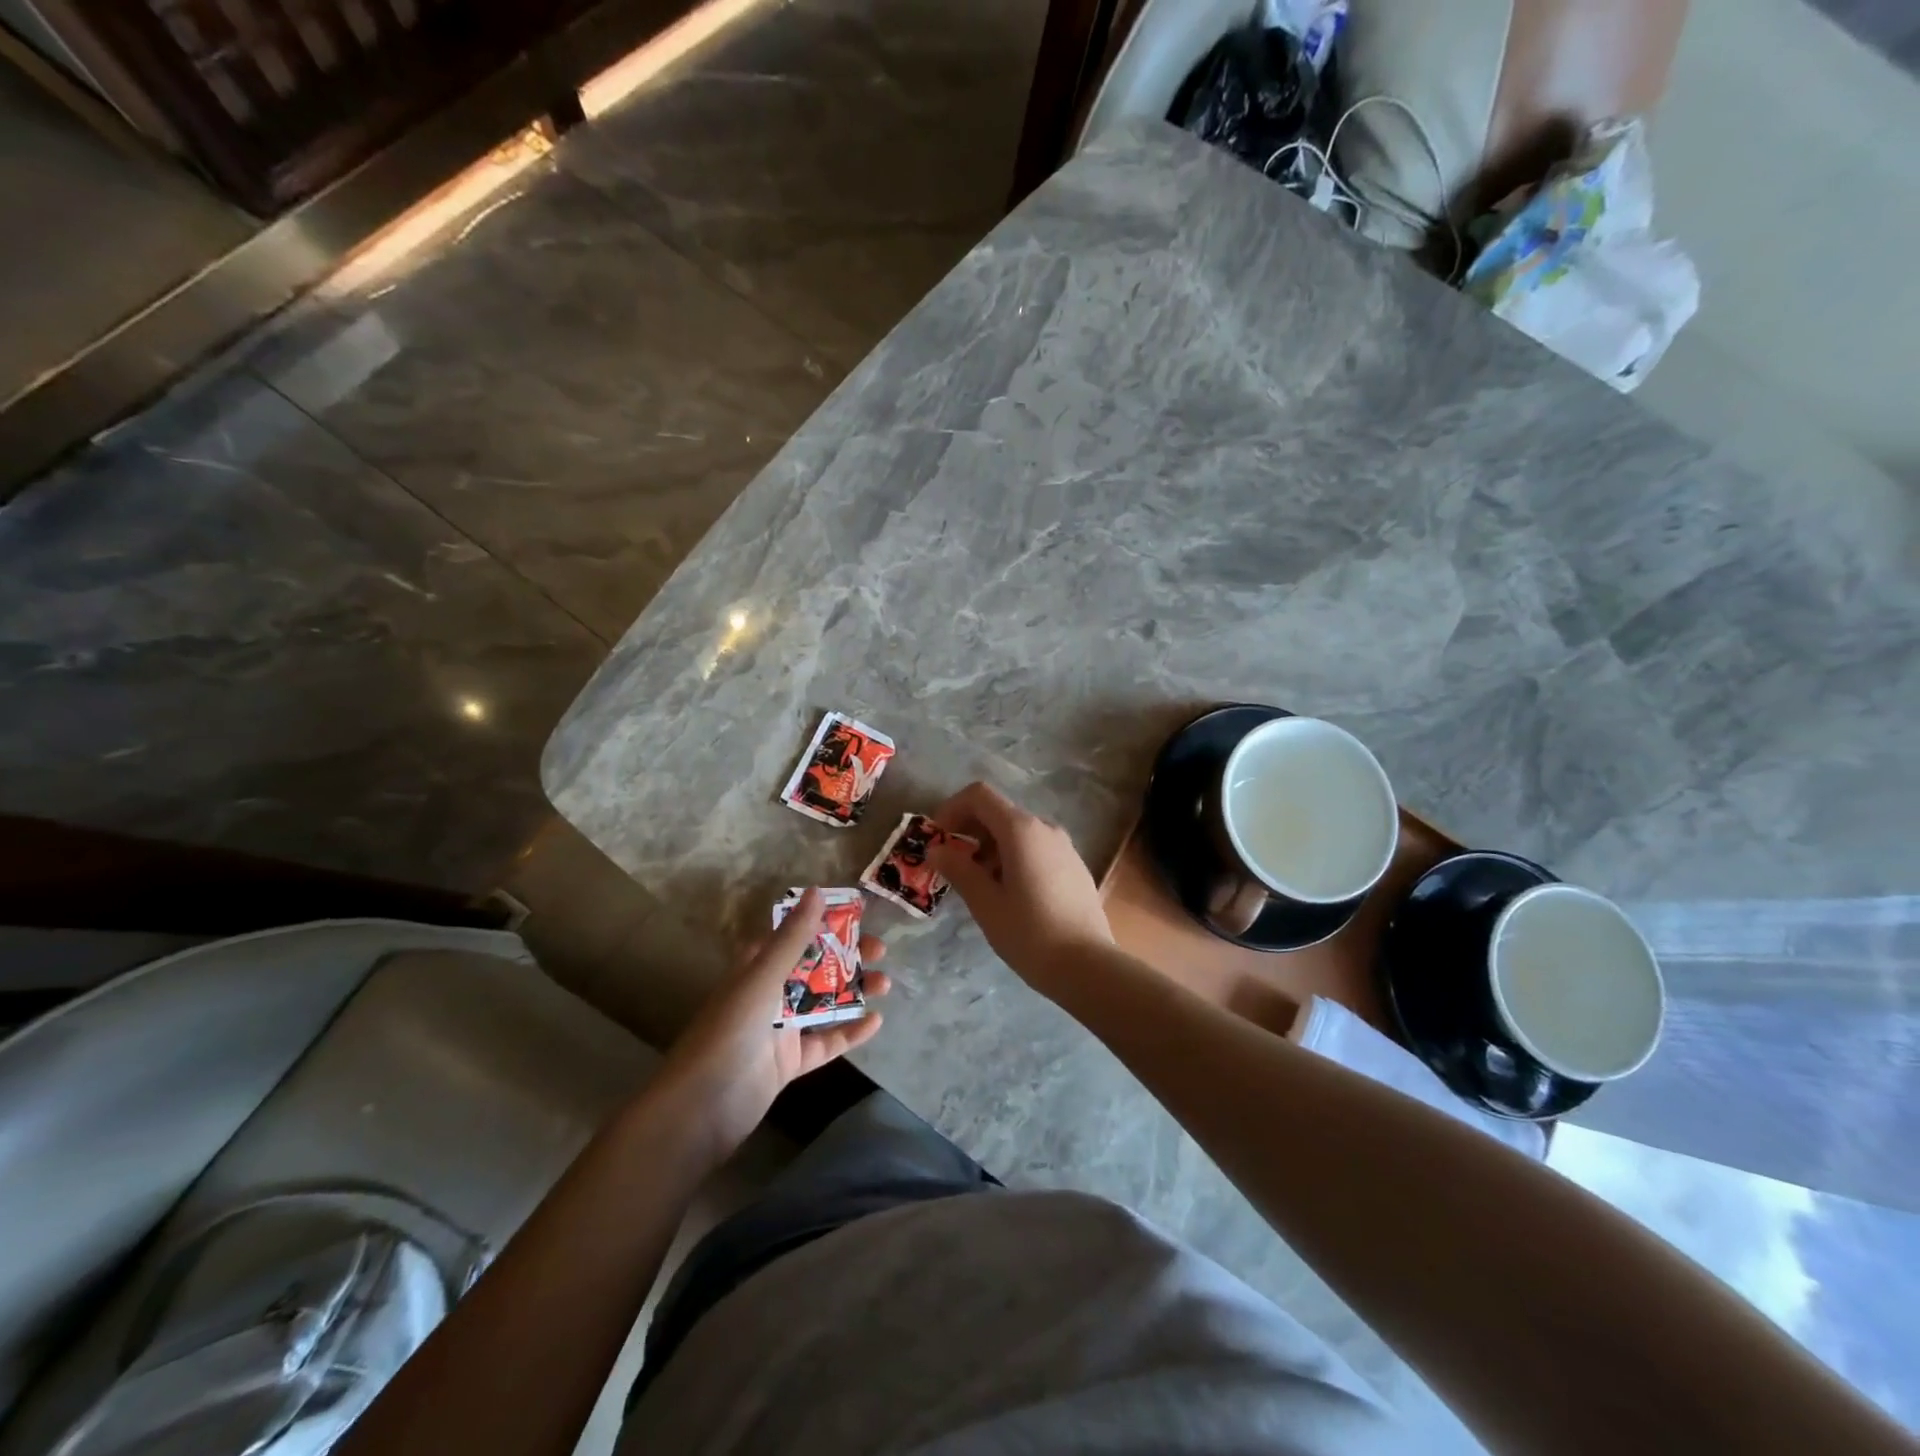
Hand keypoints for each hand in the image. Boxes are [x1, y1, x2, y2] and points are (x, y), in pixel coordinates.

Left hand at [659, 889, 890, 1158]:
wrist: (702, 1108)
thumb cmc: (730, 1031)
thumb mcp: (763, 978)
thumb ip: (793, 938)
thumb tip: (817, 891)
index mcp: (756, 968)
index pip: (792, 935)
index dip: (822, 922)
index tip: (857, 913)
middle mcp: (768, 993)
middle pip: (814, 967)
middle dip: (847, 956)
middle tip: (880, 950)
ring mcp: (779, 1029)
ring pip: (823, 1003)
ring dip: (853, 991)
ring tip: (886, 984)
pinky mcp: (790, 1062)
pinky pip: (825, 1041)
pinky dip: (850, 1032)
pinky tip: (876, 1022)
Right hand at [928, 782, 1112, 990]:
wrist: (1089, 967)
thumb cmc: (1030, 933)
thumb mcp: (986, 904)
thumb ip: (959, 870)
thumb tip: (936, 850)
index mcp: (1021, 830)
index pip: (979, 795)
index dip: (952, 809)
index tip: (937, 839)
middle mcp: (1045, 828)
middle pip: (998, 812)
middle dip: (969, 832)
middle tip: (951, 866)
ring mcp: (1064, 846)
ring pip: (1018, 833)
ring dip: (990, 848)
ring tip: (979, 886)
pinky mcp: (1074, 866)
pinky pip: (1036, 849)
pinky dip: (1013, 858)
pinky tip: (1009, 895)